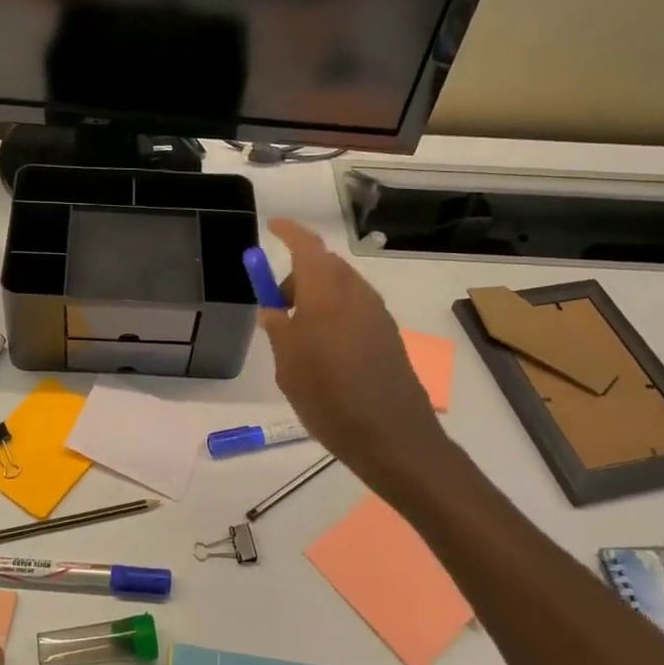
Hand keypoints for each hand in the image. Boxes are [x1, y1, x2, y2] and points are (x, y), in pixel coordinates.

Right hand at [256, 218, 449, 490]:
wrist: (391, 437)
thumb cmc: (329, 397)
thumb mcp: (288, 365)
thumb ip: (278, 328)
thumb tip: (273, 309)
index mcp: (327, 293)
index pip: (307, 246)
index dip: (288, 232)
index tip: (272, 227)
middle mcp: (356, 294)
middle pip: (326, 265)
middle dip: (299, 273)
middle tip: (277, 304)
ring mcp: (377, 314)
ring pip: (342, 287)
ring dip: (318, 295)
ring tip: (298, 334)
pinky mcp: (388, 335)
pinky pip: (355, 308)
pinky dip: (334, 313)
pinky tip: (324, 350)